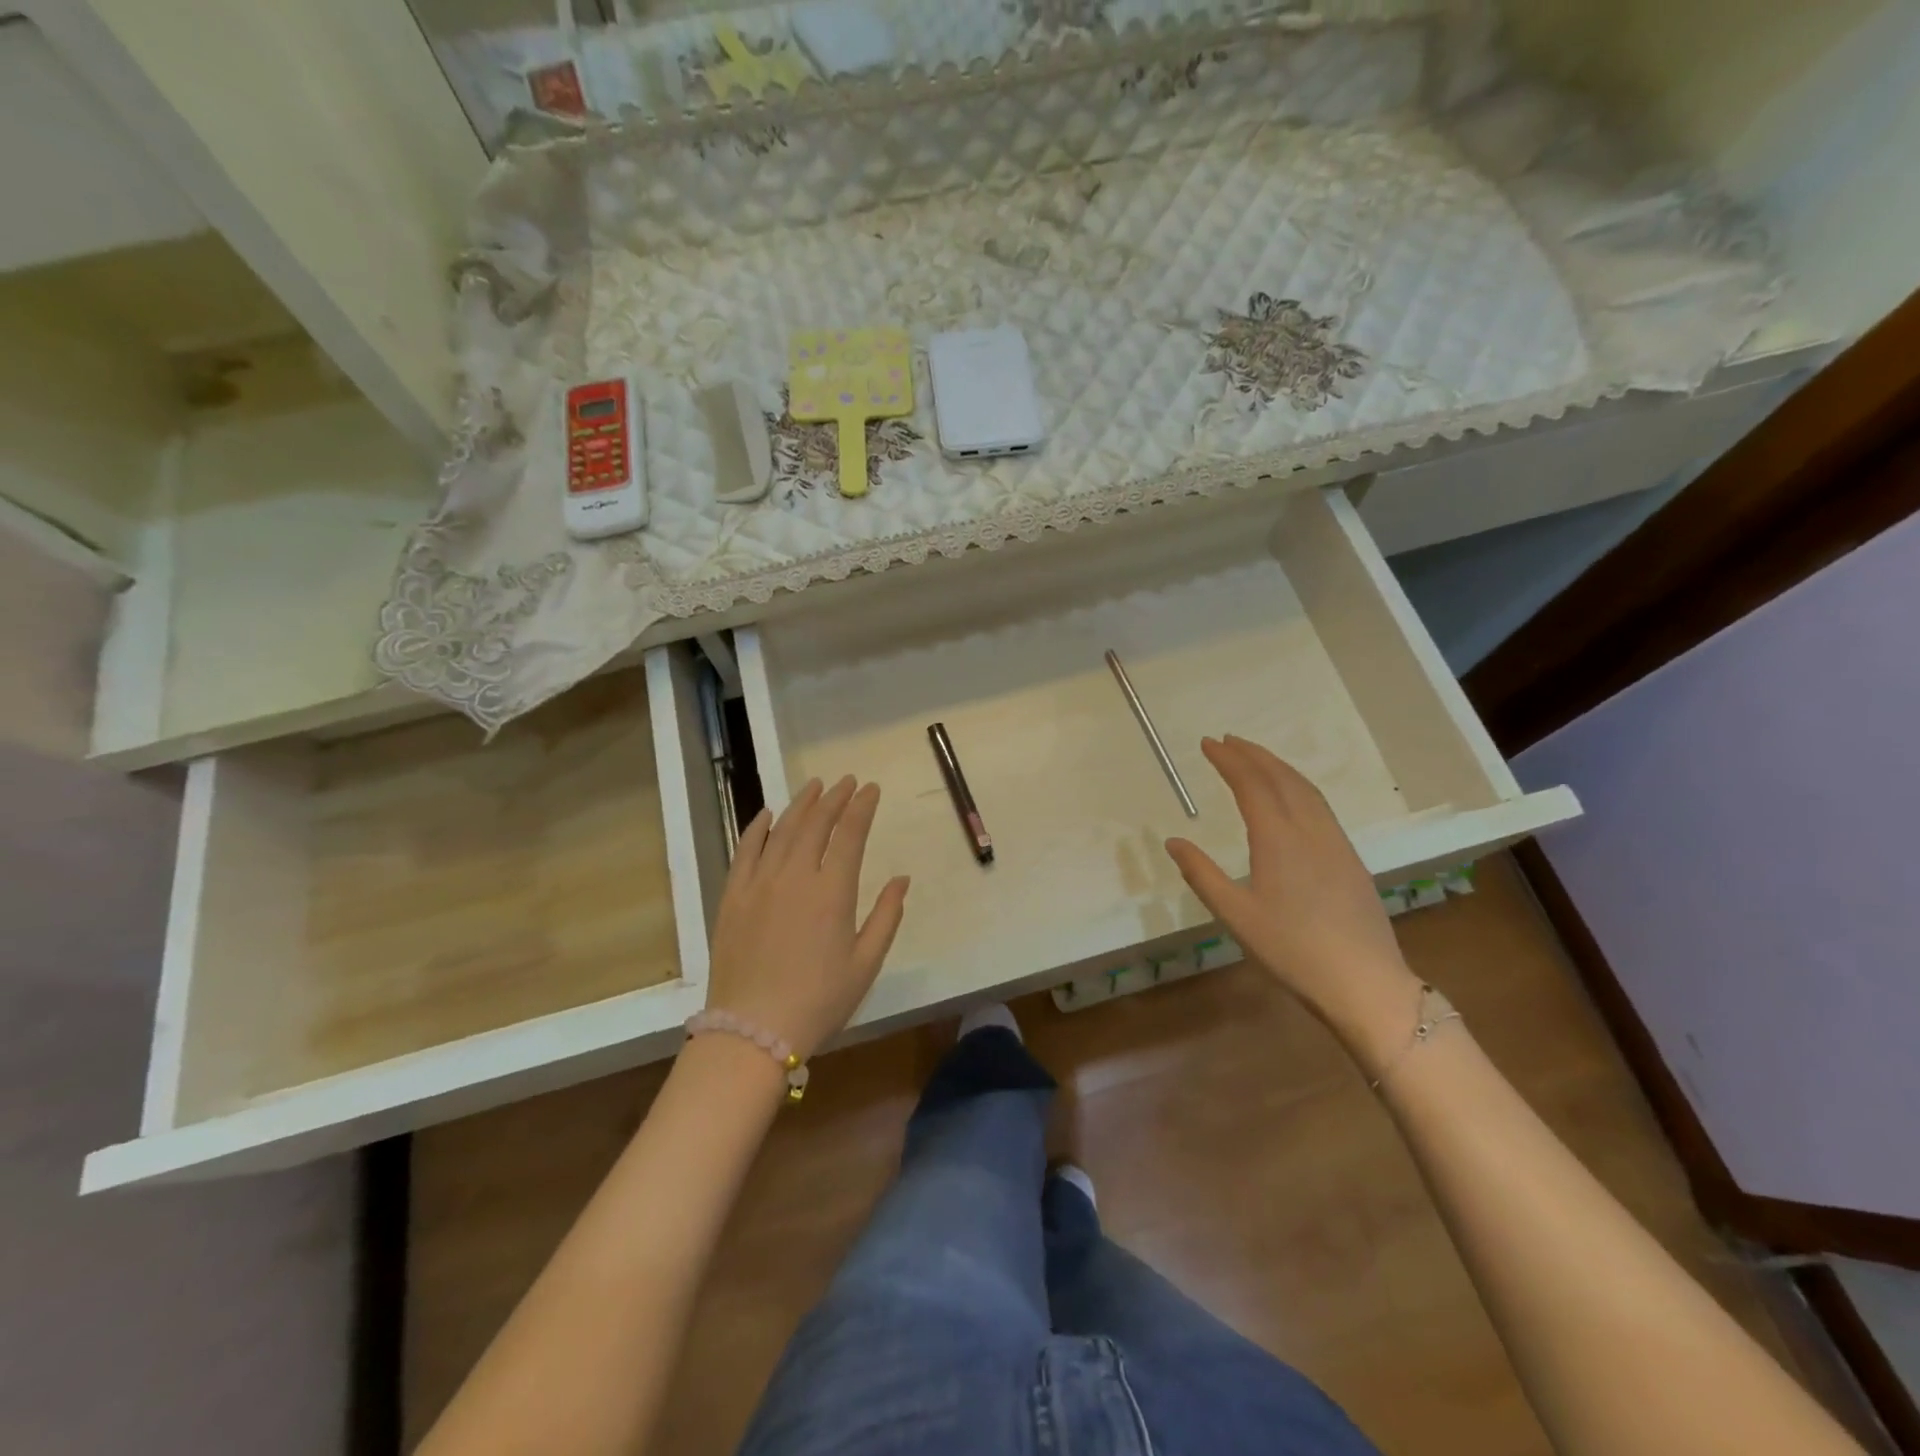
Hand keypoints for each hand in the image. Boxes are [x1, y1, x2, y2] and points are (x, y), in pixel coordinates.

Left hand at [706, 776, 910, 1059]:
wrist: (752, 1030)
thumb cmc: (819, 1001)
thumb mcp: (865, 964)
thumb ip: (886, 916)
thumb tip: (902, 879)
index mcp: (832, 891)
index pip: (850, 834)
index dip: (862, 807)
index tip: (871, 789)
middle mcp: (795, 875)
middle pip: (816, 823)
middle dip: (835, 798)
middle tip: (847, 782)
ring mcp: (760, 882)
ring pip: (782, 829)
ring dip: (801, 804)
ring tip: (815, 787)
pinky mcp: (733, 895)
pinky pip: (745, 850)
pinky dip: (757, 827)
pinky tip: (766, 814)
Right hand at [1165, 736, 1419, 1050]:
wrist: (1364, 982)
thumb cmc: (1292, 949)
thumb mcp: (1235, 915)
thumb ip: (1202, 874)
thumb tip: (1173, 841)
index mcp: (1278, 838)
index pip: (1251, 784)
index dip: (1228, 760)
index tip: (1207, 743)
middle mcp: (1309, 829)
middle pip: (1281, 777)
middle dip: (1252, 754)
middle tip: (1227, 740)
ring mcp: (1335, 842)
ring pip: (1305, 788)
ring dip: (1277, 766)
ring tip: (1255, 758)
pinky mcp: (1349, 858)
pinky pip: (1320, 805)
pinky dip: (1298, 785)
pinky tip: (1292, 796)